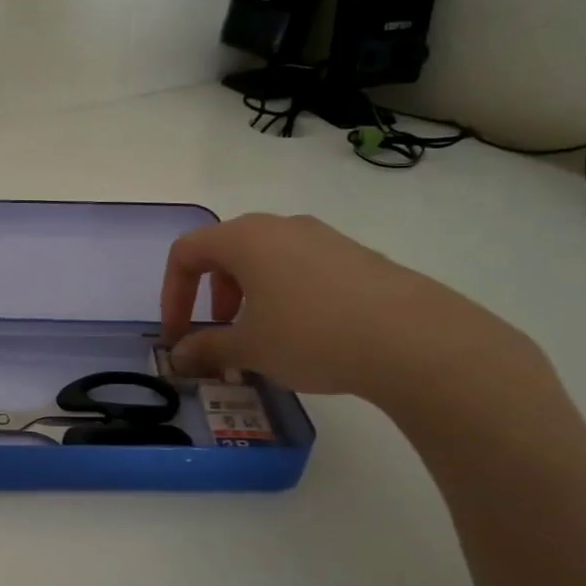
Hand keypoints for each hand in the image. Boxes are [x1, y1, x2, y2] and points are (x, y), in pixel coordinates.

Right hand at [160, 214, 545, 407]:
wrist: (412, 338)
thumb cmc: (311, 335)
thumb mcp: (250, 348)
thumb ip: (206, 349)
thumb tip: (178, 358)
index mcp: (245, 239)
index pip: (186, 252)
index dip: (172, 294)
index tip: (178, 335)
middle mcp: (280, 227)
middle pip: (225, 250)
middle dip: (210, 293)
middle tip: (219, 330)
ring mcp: (322, 237)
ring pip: (265, 258)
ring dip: (247, 294)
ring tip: (261, 335)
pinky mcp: (355, 255)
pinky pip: (301, 266)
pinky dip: (284, 293)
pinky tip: (305, 332)